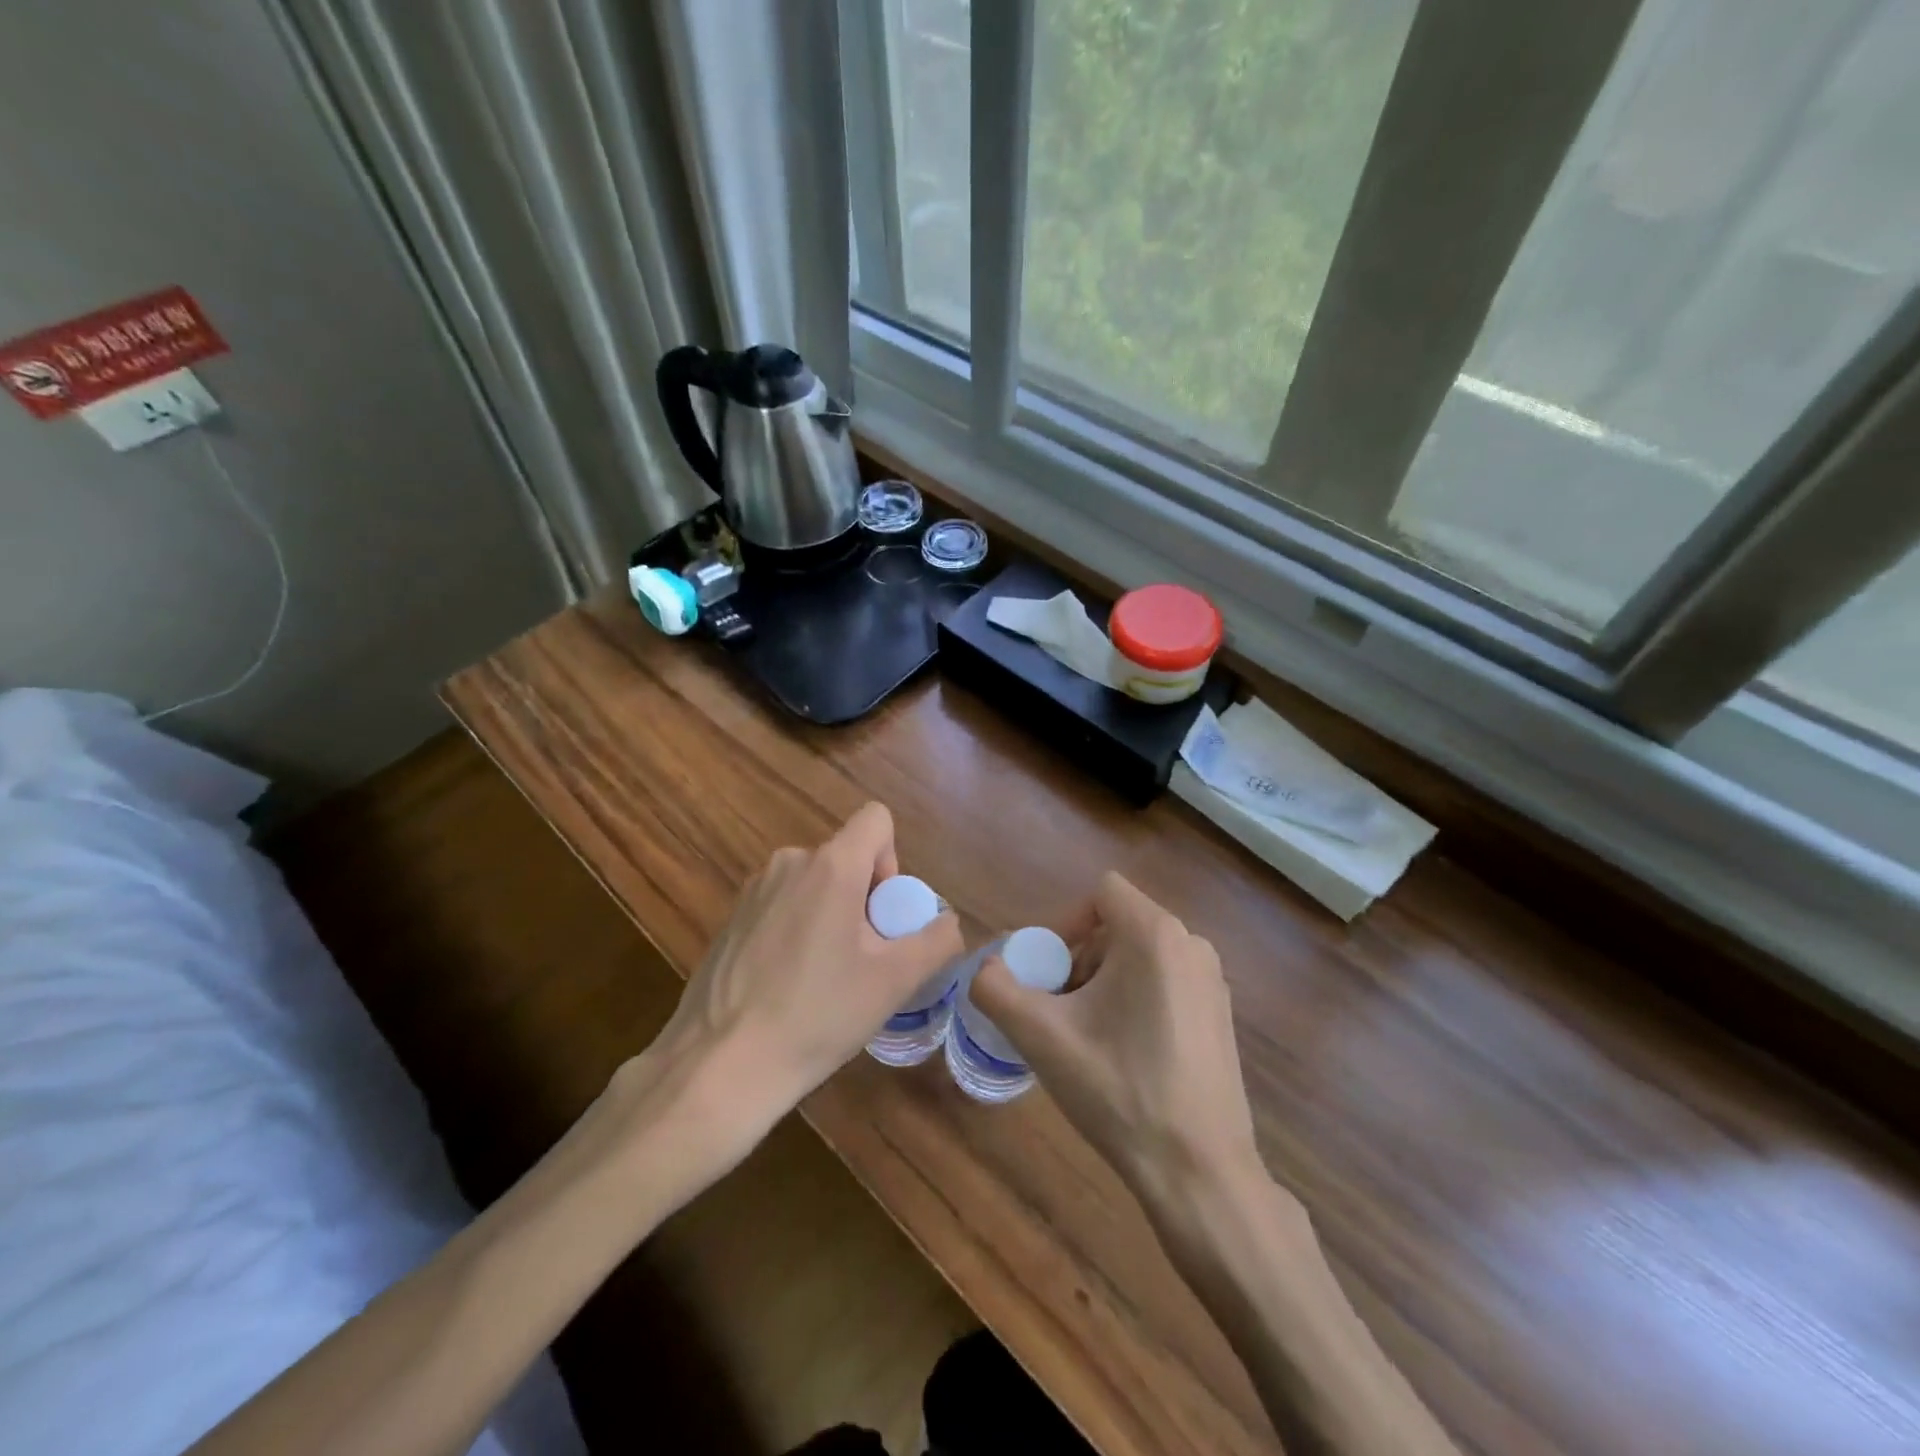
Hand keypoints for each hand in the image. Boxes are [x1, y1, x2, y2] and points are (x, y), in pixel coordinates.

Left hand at [645, 802, 961, 1149]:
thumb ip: (936, 941)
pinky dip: (797, 930)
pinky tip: (787, 986)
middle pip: (846, 858)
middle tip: (862, 961)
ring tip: (824, 979)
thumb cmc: (817, 1015)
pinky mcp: (731, 918)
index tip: (883, 916)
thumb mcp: (894, 982)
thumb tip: (949, 922)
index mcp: (830, 866)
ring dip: (831, 916)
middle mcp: (789, 862)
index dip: (893, 860)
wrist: (720, 1065)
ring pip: (814, 884)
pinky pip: (783, 905)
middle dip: (864, 899)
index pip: (876, 819)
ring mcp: (754, 889)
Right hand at [972, 871, 1260, 1219]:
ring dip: (1102, 982)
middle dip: (1078, 959)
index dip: (1064, 922)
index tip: (1046, 971)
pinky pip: (1165, 982)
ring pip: (1139, 956)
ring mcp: (1212, 981)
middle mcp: (1192, 944)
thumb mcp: (1041, 1036)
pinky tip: (1123, 1056)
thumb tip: (985, 968)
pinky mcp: (1220, 1015)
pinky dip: (1134, 999)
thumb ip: (996, 989)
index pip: (1100, 893)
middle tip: (1058, 1010)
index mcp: (1156, 934)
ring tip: (1085, 1036)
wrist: (1199, 1172)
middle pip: (1117, 926)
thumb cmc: (1120, 1090)